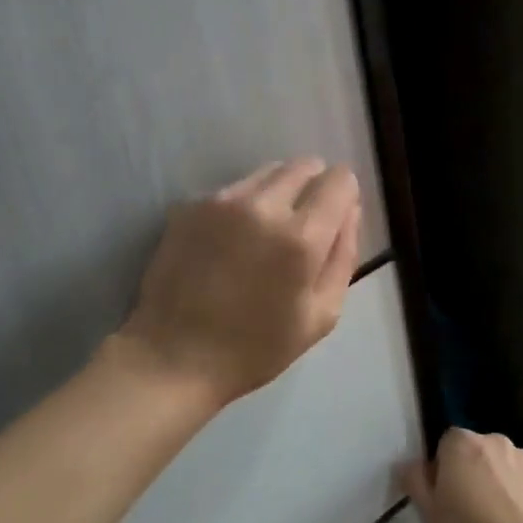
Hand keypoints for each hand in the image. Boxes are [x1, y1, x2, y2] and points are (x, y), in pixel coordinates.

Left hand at [114, 158, 362, 412]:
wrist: (172, 357)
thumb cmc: (255, 348)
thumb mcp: (321, 316)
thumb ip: (343, 255)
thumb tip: (350, 210)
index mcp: (300, 238)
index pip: (339, 180)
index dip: (344, 195)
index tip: (335, 219)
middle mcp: (262, 205)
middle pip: (304, 165)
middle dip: (312, 187)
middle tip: (302, 228)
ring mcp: (221, 201)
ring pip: (268, 172)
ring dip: (278, 192)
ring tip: (264, 235)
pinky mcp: (190, 205)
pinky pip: (234, 189)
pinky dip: (244, 205)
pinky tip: (232, 242)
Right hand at [400, 429, 522, 522]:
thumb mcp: (430, 515)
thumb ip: (415, 483)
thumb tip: (407, 465)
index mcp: (461, 443)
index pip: (445, 445)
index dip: (442, 471)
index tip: (444, 500)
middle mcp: (495, 440)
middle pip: (476, 453)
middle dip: (471, 475)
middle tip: (468, 514)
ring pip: (503, 468)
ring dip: (498, 485)